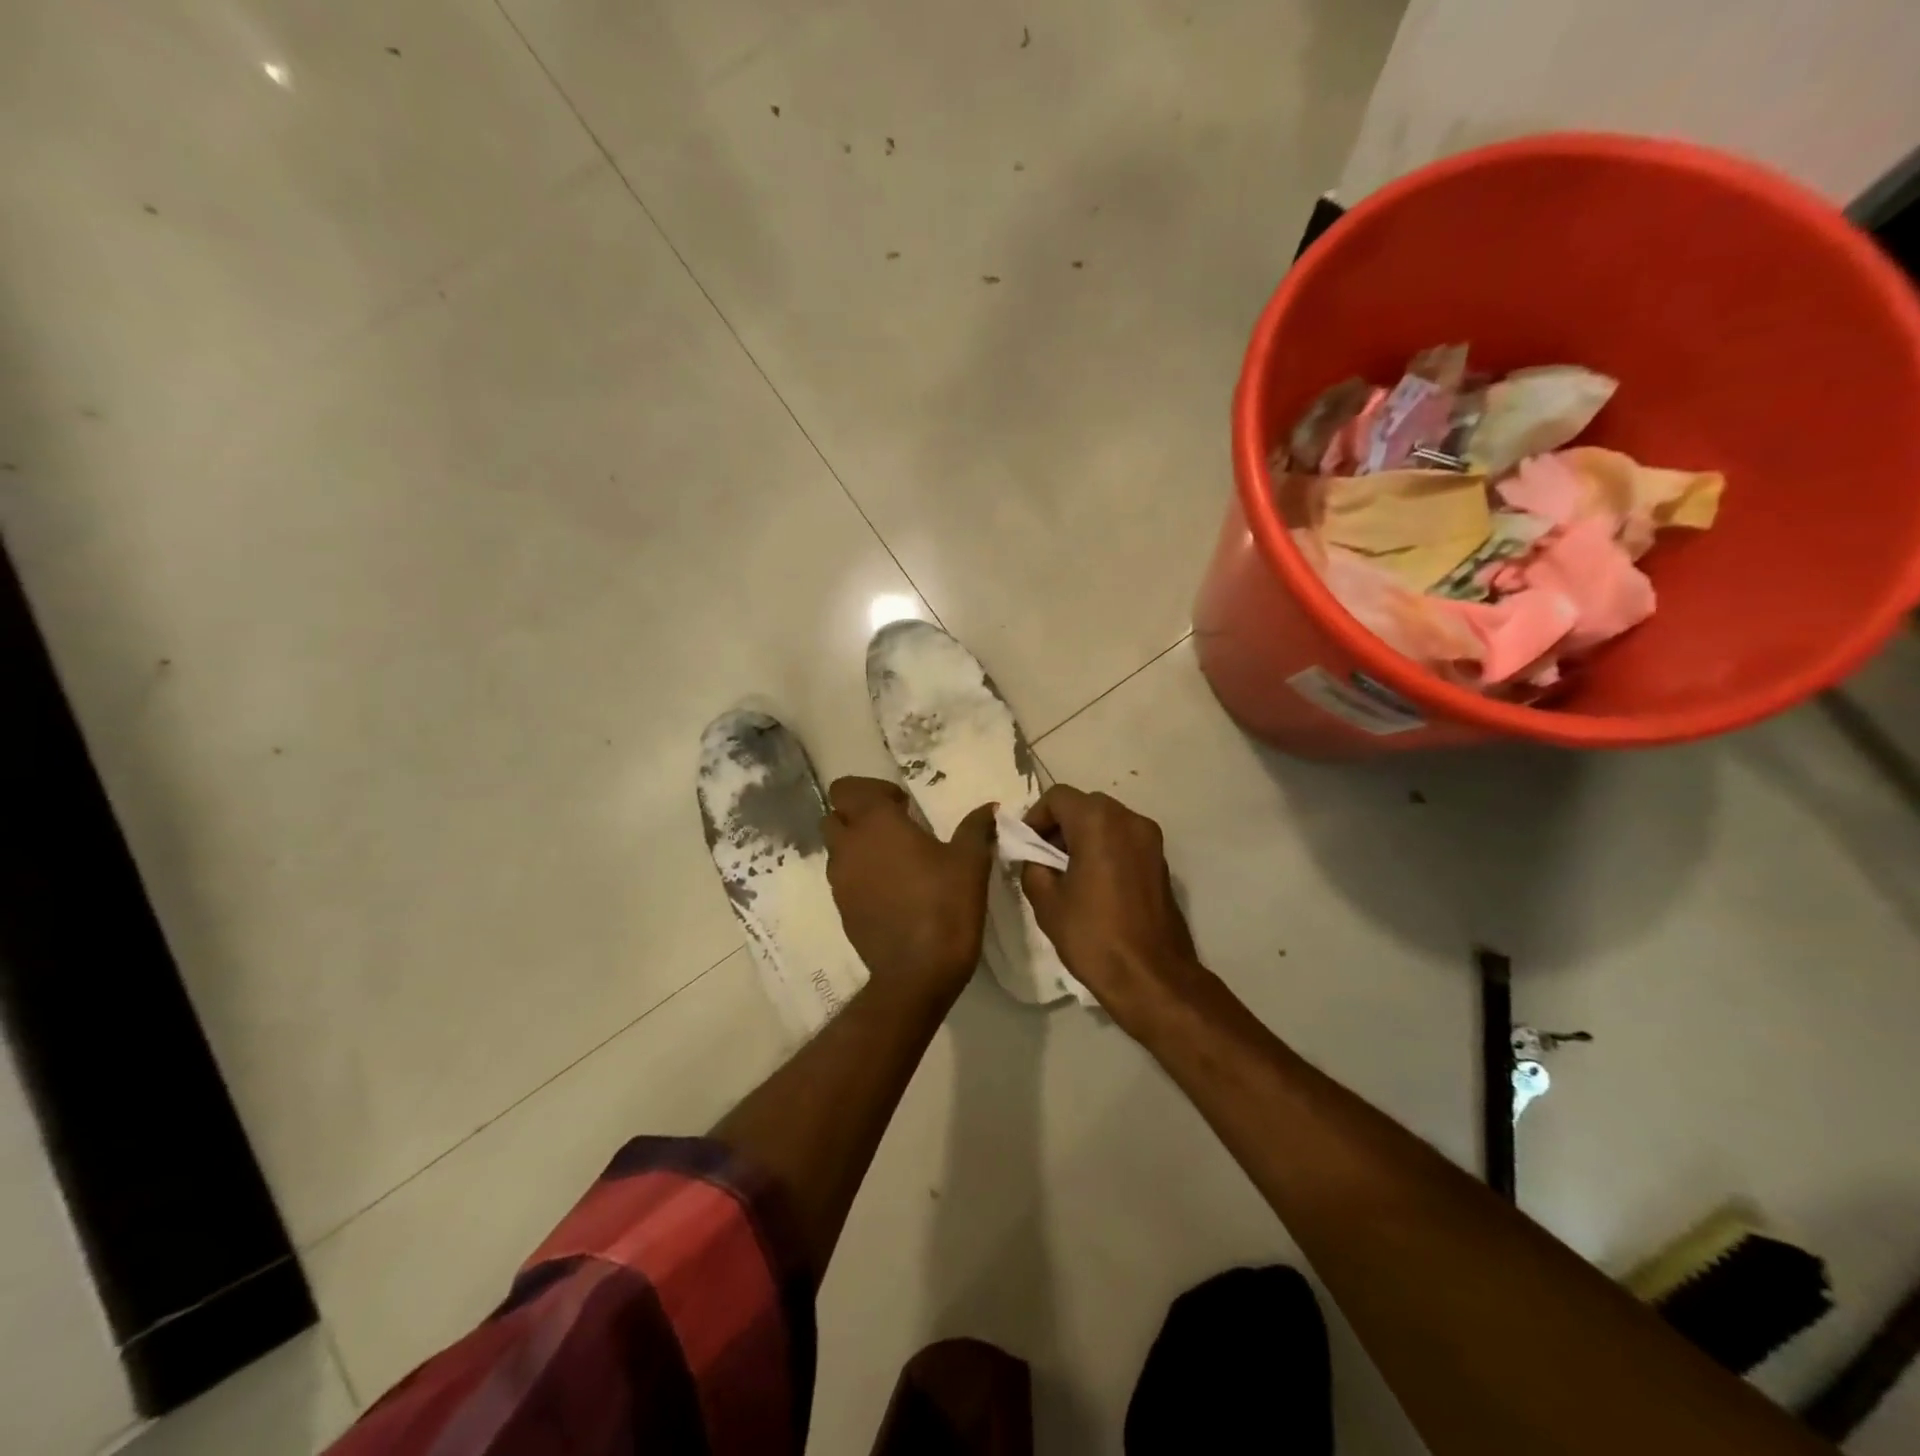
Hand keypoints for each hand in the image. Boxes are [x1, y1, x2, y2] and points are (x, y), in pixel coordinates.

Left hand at [822, 777, 996, 999]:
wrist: (917, 972)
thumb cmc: (945, 905)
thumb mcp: (970, 862)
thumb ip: (976, 828)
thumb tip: (989, 808)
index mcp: (876, 824)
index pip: (848, 788)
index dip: (872, 790)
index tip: (904, 806)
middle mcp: (849, 846)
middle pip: (835, 815)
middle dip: (859, 815)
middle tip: (895, 828)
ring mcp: (840, 880)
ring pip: (836, 848)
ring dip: (857, 845)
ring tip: (894, 860)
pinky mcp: (842, 909)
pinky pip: (843, 879)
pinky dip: (859, 874)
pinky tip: (891, 890)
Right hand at [1020, 786, 1205, 1031]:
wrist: (1151, 976)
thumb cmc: (1093, 935)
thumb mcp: (1047, 902)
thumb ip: (1033, 866)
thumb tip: (1035, 857)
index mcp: (1098, 821)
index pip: (1057, 797)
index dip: (1035, 817)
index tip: (1027, 846)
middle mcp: (1129, 819)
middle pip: (1084, 805)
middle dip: (1060, 825)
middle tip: (1043, 858)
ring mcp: (1150, 839)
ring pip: (1107, 821)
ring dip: (1083, 836)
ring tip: (1067, 873)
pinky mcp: (1161, 860)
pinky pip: (1124, 840)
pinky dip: (1105, 848)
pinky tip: (1094, 883)